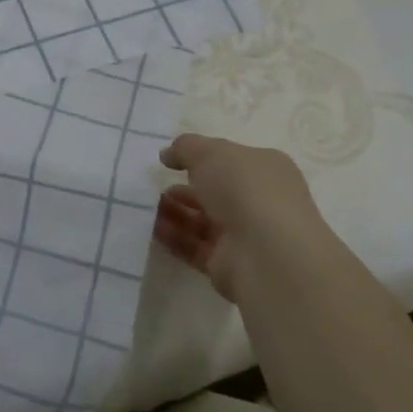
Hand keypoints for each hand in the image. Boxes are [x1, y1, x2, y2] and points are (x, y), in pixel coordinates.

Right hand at [153, 134, 326, 303]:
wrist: (266, 253)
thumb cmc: (243, 189)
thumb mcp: (209, 152)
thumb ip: (186, 148)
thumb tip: (168, 155)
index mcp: (265, 170)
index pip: (231, 161)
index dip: (201, 158)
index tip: (171, 160)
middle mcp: (259, 201)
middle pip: (214, 192)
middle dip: (183, 188)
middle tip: (153, 186)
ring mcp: (244, 235)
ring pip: (202, 220)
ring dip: (174, 212)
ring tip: (146, 206)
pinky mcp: (227, 264)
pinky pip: (194, 247)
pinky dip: (173, 237)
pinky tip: (151, 228)